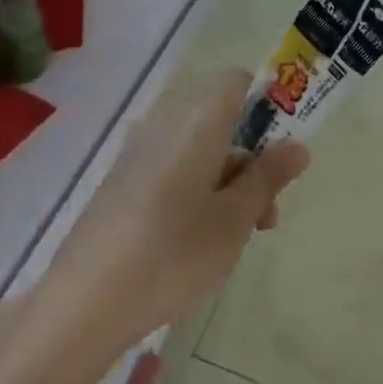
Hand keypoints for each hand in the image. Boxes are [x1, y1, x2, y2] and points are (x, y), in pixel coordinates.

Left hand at [41, 69, 308, 352]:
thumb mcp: (234, 219)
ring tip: (236, 238)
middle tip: (266, 215)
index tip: (281, 152)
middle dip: (252, 159)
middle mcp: (163, 124)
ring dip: (227, 182)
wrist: (86, 301)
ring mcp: (137, 153)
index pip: (237, 82)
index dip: (267, 105)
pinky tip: (196, 240)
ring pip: (198, 150)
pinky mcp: (121, 181)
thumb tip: (296, 146)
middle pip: (220, 120)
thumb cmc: (173, 254)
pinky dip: (196, 191)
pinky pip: (172, 169)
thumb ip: (267, 177)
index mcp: (195, 121)